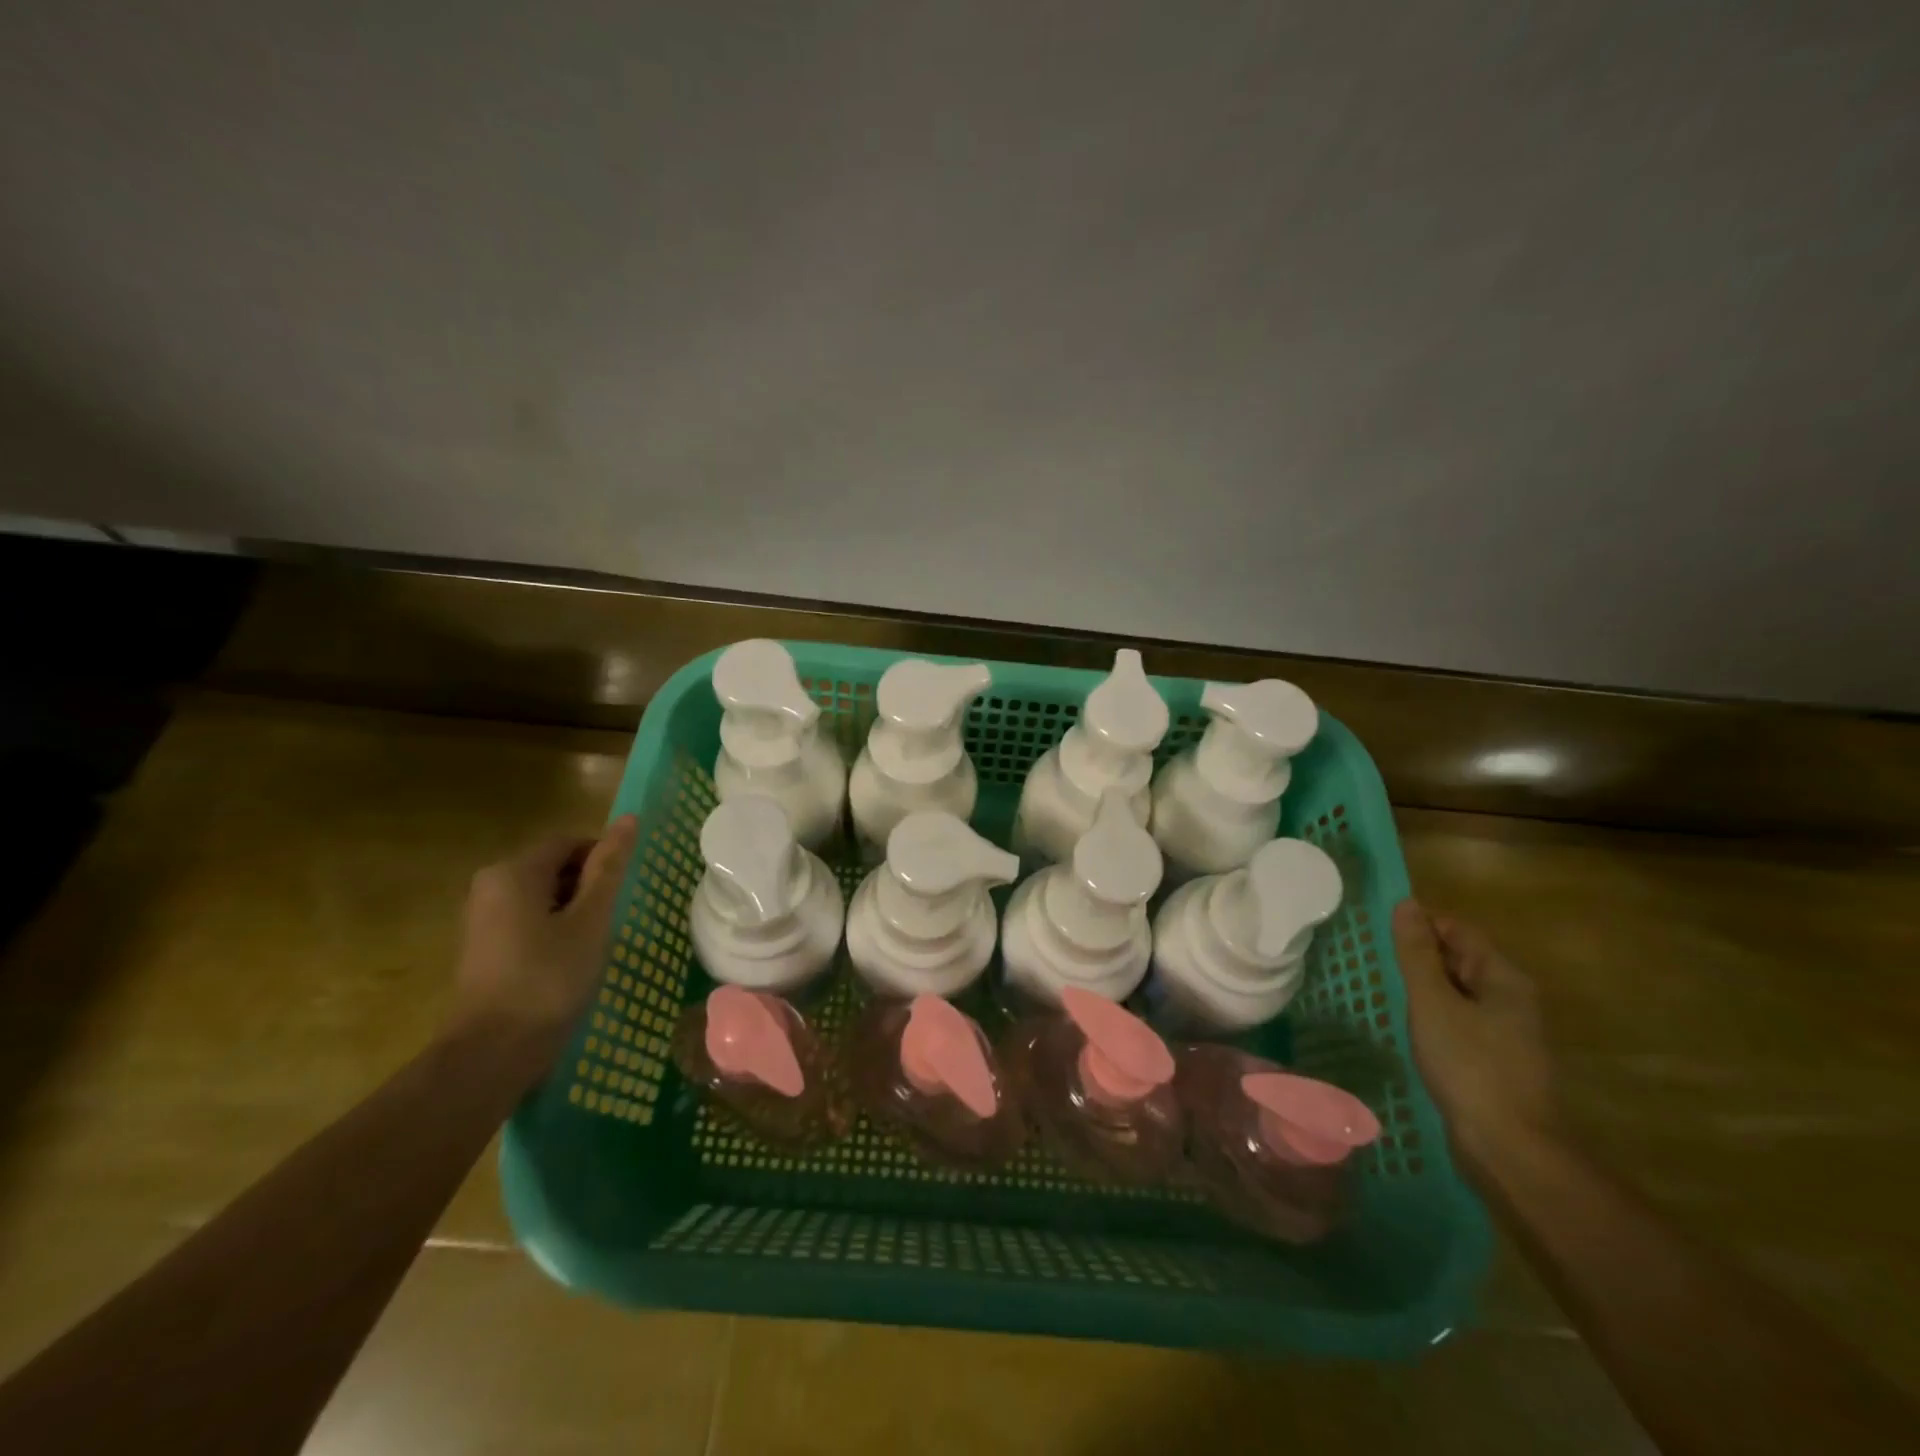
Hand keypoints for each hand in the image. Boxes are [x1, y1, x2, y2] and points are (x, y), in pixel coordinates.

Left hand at [448, 817, 638, 1070]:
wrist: (493, 1052)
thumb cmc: (549, 978)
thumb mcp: (590, 920)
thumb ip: (609, 868)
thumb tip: (629, 819)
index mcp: (514, 871)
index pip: (571, 843)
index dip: (604, 860)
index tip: (625, 893)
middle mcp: (490, 885)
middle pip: (555, 868)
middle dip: (589, 888)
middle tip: (613, 920)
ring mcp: (481, 918)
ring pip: (543, 896)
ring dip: (574, 912)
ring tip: (594, 944)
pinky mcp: (482, 947)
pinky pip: (527, 921)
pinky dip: (553, 931)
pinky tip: (569, 962)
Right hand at [1393, 899, 1557, 1171]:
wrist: (1508, 1147)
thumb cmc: (1469, 1065)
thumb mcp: (1433, 1002)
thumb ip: (1417, 953)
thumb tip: (1406, 904)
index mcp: (1503, 977)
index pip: (1459, 930)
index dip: (1421, 925)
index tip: (1380, 933)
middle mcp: (1511, 998)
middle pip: (1460, 959)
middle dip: (1419, 956)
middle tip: (1376, 961)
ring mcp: (1505, 1031)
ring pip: (1457, 992)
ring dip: (1423, 987)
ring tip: (1384, 991)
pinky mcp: (1493, 1059)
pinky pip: (1458, 1020)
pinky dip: (1432, 1015)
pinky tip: (1408, 1027)